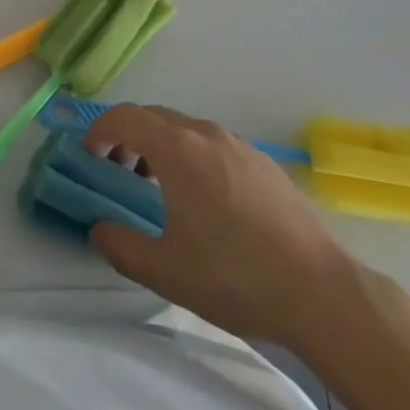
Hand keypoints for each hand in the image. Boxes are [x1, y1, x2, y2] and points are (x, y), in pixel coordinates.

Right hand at [83, 104, 357, 347]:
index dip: (99, 130)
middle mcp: (206, 134)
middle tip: (116, 170)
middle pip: (154, 117)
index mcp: (178, 150)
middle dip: (127, 136)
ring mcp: (239, 145)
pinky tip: (203, 198)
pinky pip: (213, 143)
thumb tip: (98, 229)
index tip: (89, 155)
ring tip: (156, 186)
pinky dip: (191, 155)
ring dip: (160, 145)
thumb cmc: (235, 277)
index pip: (125, 117)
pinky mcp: (264, 162)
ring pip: (186, 129)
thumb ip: (120, 247)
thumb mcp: (166, 271)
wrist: (321, 292)